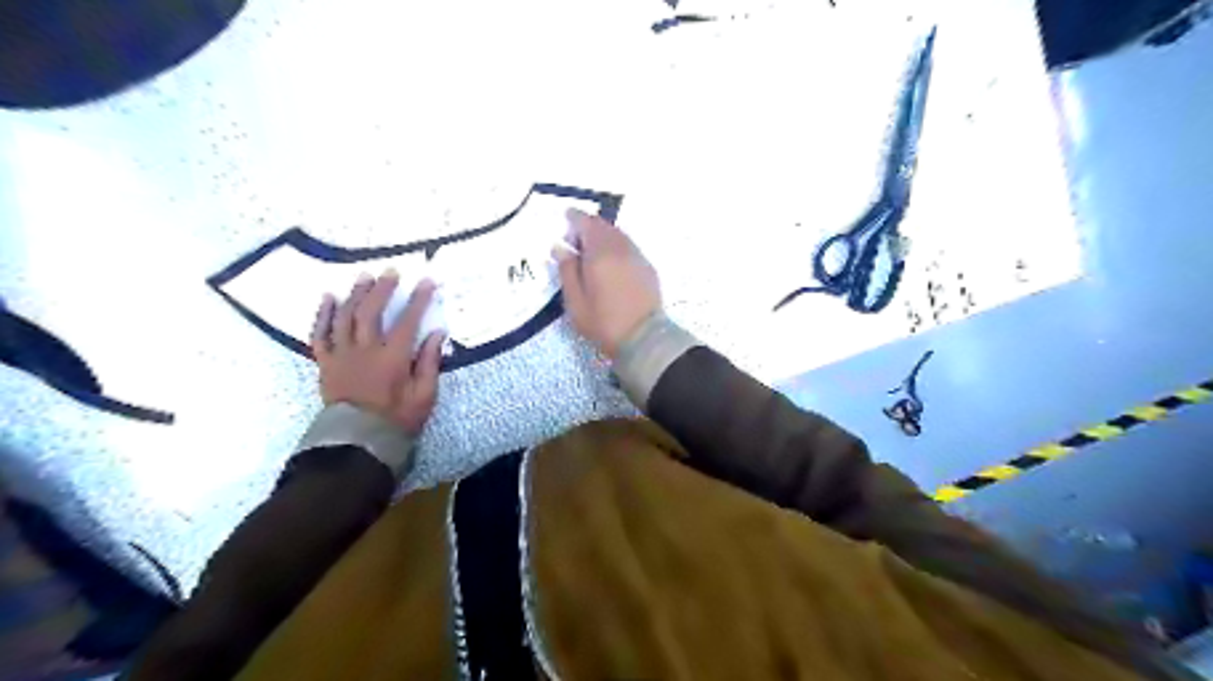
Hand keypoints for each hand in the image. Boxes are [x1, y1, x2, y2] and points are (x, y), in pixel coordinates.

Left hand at [310, 271, 447, 435]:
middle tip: (391, 271)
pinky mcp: (325, 363)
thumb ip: (429, 362)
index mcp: (392, 358)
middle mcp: (365, 350)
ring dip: (355, 294)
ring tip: (364, 276)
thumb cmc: (397, 419)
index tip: (426, 281)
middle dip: (383, 289)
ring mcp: (342, 355)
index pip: (407, 321)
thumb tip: (437, 333)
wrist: (358, 441)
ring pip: (346, 317)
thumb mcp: (424, 396)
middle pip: (371, 311)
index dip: (418, 299)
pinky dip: (323, 314)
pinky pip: (320, 334)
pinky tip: (329, 298)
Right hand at [552, 206, 659, 358]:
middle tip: (577, 236)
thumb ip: (567, 271)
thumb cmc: (603, 322)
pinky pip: (629, 247)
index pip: (586, 223)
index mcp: (600, 253)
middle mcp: (621, 248)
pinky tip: (612, 261)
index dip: (575, 217)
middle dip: (589, 225)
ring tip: (593, 248)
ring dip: (605, 235)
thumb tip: (561, 247)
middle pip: (604, 226)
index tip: (566, 216)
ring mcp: (638, 257)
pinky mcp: (648, 268)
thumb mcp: (575, 302)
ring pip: (619, 235)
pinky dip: (617, 246)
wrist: (644, 338)